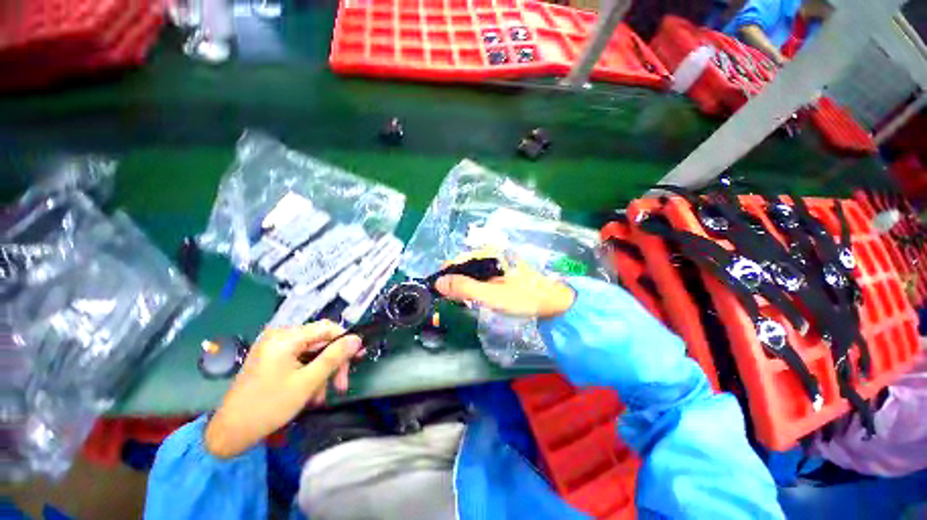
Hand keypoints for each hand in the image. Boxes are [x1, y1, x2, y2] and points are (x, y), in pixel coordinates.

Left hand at [205, 321, 361, 458]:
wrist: (230, 432)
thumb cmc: (269, 406)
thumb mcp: (307, 382)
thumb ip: (334, 357)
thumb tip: (357, 339)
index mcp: (286, 337)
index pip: (327, 328)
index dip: (345, 341)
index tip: (358, 358)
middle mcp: (279, 336)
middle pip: (320, 342)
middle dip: (332, 363)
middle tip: (340, 386)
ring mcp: (273, 347)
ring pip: (312, 353)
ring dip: (321, 373)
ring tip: (320, 397)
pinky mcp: (271, 358)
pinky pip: (299, 360)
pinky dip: (308, 374)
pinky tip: (309, 393)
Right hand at [435, 251, 574, 317]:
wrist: (552, 303)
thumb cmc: (524, 298)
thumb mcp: (492, 295)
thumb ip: (465, 288)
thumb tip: (438, 282)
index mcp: (488, 254)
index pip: (456, 261)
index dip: (445, 275)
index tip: (440, 293)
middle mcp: (489, 255)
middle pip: (462, 267)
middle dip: (454, 283)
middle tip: (456, 301)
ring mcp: (495, 265)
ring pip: (470, 274)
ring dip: (463, 288)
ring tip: (465, 302)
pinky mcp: (499, 274)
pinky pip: (479, 279)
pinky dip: (473, 289)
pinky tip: (475, 299)